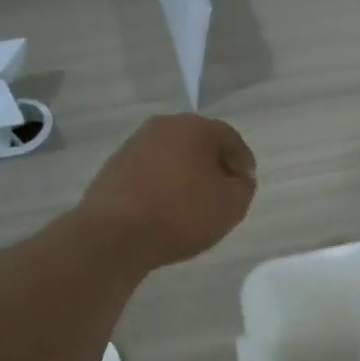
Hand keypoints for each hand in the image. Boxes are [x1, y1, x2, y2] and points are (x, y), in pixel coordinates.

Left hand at [76, 114, 256, 269]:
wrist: (115, 234)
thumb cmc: (182, 213)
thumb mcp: (232, 204)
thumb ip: (244, 186)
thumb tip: (237, 178)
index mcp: (194, 126)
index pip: (230, 138)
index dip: (243, 163)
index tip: (245, 187)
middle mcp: (162, 127)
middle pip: (199, 144)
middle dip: (213, 167)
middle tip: (222, 196)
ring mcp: (133, 146)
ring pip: (172, 159)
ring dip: (186, 177)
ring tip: (193, 207)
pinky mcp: (114, 169)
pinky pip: (150, 174)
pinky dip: (163, 188)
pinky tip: (165, 212)